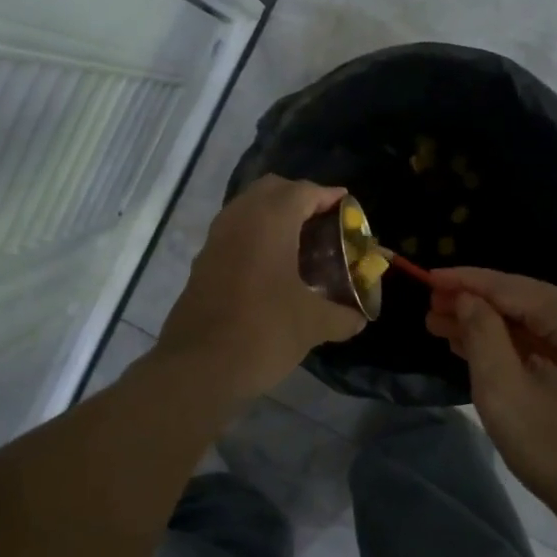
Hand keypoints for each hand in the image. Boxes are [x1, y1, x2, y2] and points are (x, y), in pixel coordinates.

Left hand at [156, 176, 366, 404]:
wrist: (198, 367)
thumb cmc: (263, 333)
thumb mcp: (313, 325)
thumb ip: (342, 316)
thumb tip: (358, 318)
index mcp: (269, 222)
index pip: (303, 191)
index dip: (328, 196)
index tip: (346, 207)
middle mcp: (239, 220)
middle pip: (271, 189)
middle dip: (298, 197)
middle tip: (323, 220)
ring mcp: (215, 240)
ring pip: (247, 209)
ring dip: (273, 216)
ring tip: (300, 242)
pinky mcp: (202, 263)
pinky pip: (233, 232)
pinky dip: (255, 236)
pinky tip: (272, 266)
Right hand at [426, 268, 556, 533]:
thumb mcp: (506, 395)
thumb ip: (482, 336)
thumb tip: (467, 299)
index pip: (513, 287)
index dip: (466, 281)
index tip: (425, 277)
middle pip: (527, 300)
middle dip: (475, 305)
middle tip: (429, 309)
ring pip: (538, 319)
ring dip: (492, 325)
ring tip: (443, 326)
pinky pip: (553, 338)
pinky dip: (517, 342)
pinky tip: (480, 344)